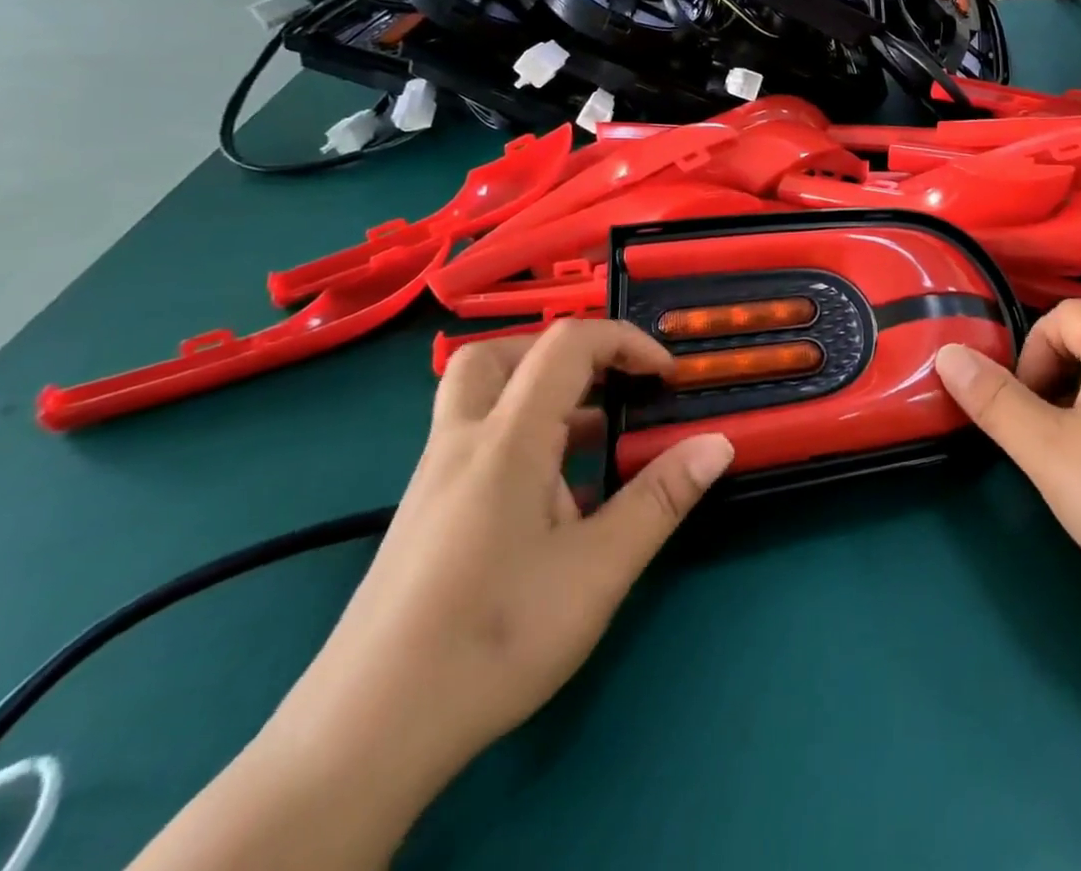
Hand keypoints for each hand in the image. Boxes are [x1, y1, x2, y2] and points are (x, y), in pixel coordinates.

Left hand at [267, 321, 733, 797]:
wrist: (361, 739)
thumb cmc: (491, 639)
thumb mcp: (597, 570)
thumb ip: (660, 499)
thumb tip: (719, 443)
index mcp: (507, 440)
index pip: (567, 344)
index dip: (626, 341)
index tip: (666, 378)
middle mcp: (462, 443)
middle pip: (498, 354)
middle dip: (562, 352)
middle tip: (608, 384)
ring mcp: (434, 480)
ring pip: (480, 398)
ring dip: (540, 394)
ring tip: (594, 441)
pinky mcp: (424, 516)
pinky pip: (475, 443)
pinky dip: (521, 438)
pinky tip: (554, 501)